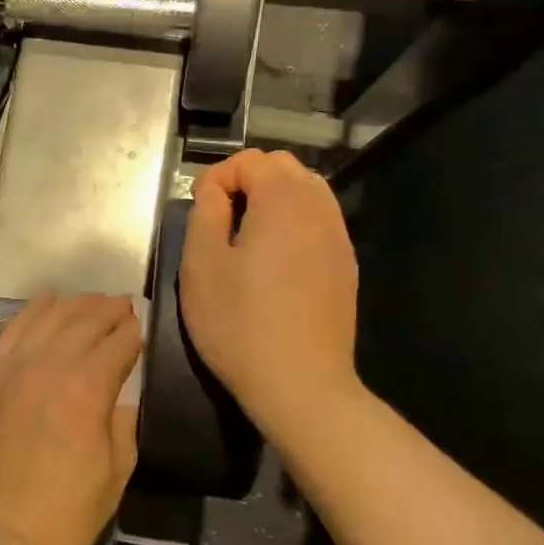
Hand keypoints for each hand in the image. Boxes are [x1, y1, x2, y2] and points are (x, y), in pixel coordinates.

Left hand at [0, 294, 142, 544]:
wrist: (6, 536)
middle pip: (84, 319)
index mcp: (87, 388)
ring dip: (75, 304)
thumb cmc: (71, 510)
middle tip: (124, 307)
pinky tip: (47, 303)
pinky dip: (32, 312)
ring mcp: (14, 369)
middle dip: (109, 309)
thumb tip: (121, 390)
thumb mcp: (119, 466)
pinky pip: (12, 332)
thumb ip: (124, 417)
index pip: (119, 341)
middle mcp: (49, 366)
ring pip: (48, 317)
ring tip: (92, 302)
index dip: (135, 331)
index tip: (143, 326)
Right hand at [178, 150, 362, 438]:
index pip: (250, 160)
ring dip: (273, 200)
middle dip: (247, 181)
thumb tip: (215, 191)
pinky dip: (294, 223)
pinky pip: (319, 223)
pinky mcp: (345, 267)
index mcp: (282, 201)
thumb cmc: (239, 322)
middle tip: (218, 219)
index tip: (198, 209)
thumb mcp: (201, 264)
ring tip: (245, 236)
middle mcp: (318, 209)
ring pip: (307, 193)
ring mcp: (338, 238)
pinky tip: (274, 261)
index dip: (217, 176)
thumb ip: (205, 212)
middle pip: (284, 168)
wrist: (300, 383)